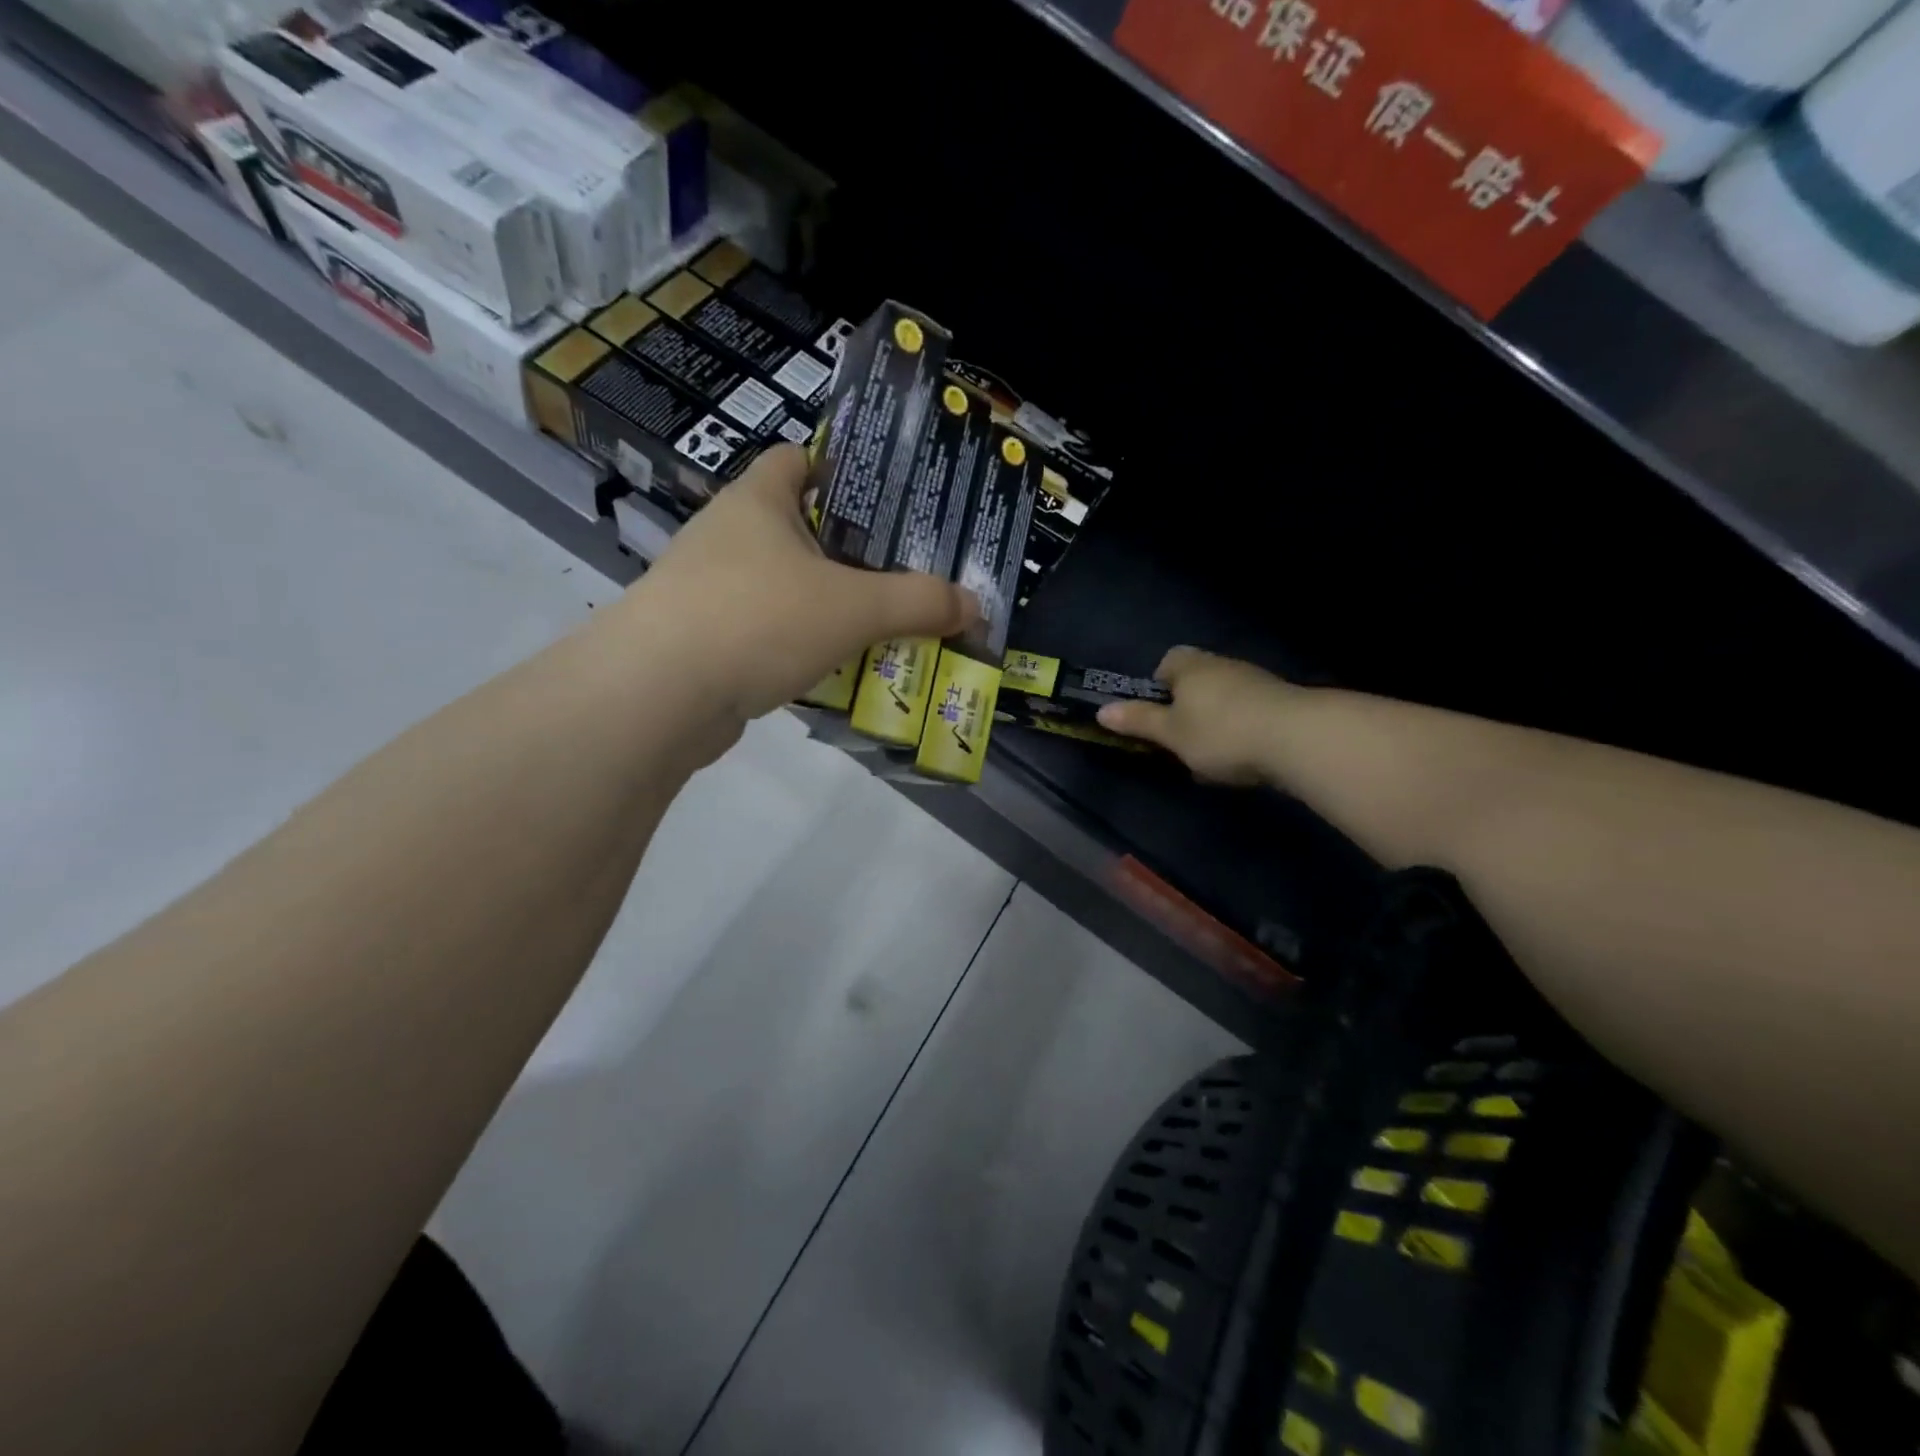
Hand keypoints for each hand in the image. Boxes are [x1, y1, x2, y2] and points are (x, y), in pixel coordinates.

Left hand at [613, 445, 978, 724]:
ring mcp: (710, 591)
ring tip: (883, 627)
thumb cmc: (758, 619)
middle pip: (800, 530)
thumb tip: (974, 605)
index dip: (843, 471)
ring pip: (785, 589)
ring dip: (828, 607)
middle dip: (851, 553)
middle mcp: (729, 536)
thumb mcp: (853, 607)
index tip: (888, 502)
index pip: (800, 460)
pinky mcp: (703, 642)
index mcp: (758, 501)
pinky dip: (801, 648)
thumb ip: (918, 603)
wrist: (657, 695)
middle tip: (906, 575)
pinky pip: (767, 635)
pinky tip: (837, 672)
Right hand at [1096, 647, 1295, 785]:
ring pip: (1223, 698)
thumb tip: (1102, 710)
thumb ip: (1138, 721)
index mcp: (1190, 666)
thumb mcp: (1170, 733)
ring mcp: (1255, 680)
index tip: (1158, 716)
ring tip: (1212, 757)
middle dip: (1187, 708)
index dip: (1158, 687)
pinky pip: (1248, 712)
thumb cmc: (1219, 732)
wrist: (1296, 738)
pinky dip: (1241, 730)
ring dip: (1215, 721)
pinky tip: (1242, 757)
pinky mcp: (1281, 701)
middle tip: (1180, 741)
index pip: (1167, 661)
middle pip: (1196, 680)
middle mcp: (1222, 664)